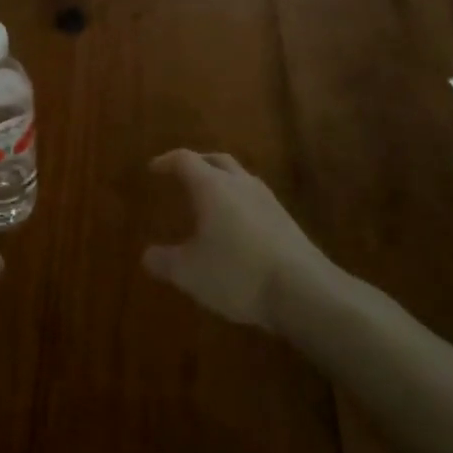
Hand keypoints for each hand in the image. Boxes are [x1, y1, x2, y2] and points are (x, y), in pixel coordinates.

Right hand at [143, 150, 340, 331]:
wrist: (305, 292)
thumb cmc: (237, 274)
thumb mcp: (189, 273)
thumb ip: (164, 261)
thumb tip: (147, 255)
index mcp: (212, 187)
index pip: (185, 160)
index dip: (166, 161)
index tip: (154, 169)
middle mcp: (241, 185)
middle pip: (217, 161)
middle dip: (198, 164)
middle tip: (182, 174)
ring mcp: (269, 202)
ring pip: (241, 179)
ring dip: (223, 183)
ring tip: (210, 200)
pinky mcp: (287, 223)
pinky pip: (256, 201)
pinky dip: (240, 204)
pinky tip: (237, 228)